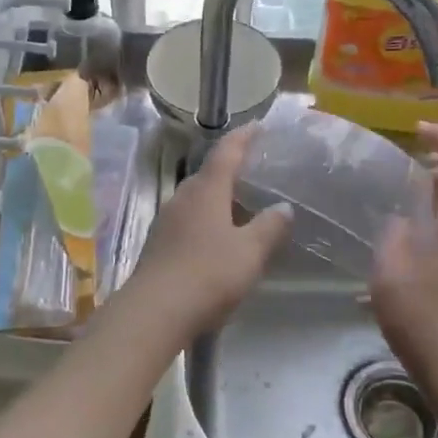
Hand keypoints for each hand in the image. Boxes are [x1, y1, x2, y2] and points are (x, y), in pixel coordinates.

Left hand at [126, 127, 291, 335]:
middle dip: (231, 170)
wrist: (154, 312)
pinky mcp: (158, 246)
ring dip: (218, 198)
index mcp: (205, 190)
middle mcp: (182, 198)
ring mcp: (166, 222)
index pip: (225, 152)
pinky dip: (207, 221)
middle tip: (256, 173)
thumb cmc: (208, 274)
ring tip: (242, 206)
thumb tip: (283, 207)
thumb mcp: (249, 252)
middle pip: (208, 175)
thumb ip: (269, 227)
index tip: (259, 126)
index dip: (243, 137)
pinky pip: (188, 222)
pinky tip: (219, 238)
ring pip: (196, 200)